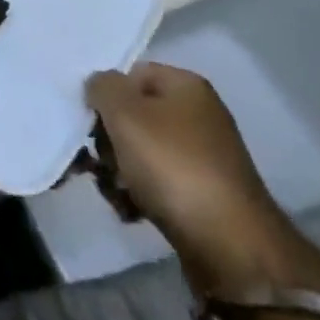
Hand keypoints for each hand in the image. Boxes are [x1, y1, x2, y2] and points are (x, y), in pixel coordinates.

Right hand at [87, 63, 301, 296]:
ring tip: (114, 193)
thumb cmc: (172, 165)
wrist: (230, 244)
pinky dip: (139, 195)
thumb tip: (100, 85)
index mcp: (186, 86)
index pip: (132, 74)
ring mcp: (203, 157)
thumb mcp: (124, 113)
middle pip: (135, 115)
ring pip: (141, 152)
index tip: (89, 120)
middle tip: (97, 162)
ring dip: (118, 171)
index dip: (107, 94)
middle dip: (108, 140)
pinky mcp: (203, 195)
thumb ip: (102, 87)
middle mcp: (198, 116)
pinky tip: (130, 211)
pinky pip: (158, 183)